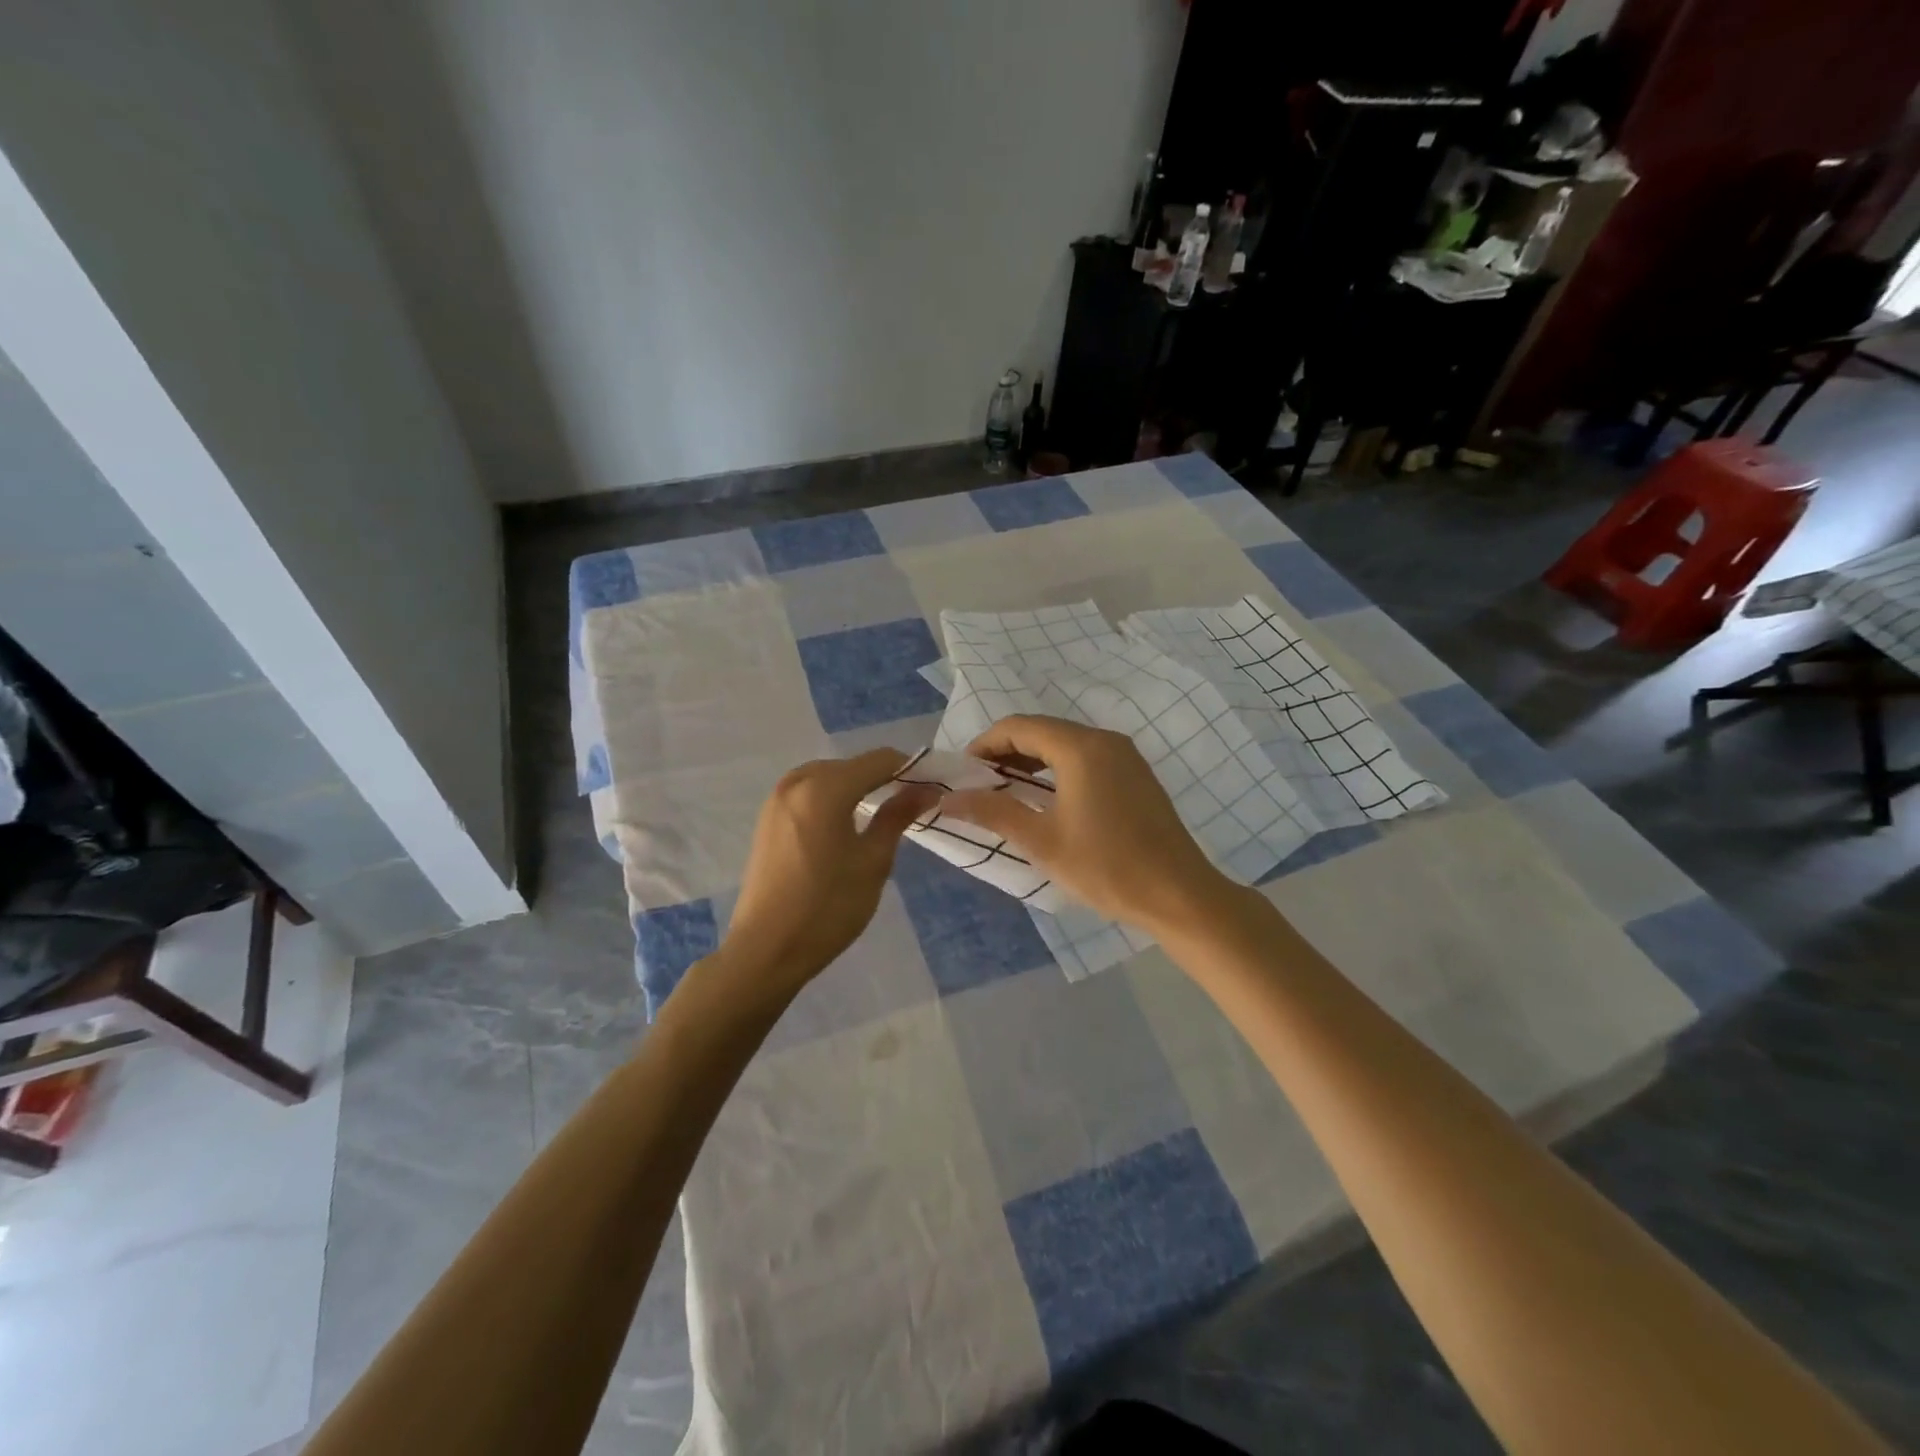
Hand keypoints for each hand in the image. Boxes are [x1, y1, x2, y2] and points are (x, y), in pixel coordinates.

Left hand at [720, 749, 935, 994]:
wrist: (766, 949)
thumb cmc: (828, 907)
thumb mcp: (873, 861)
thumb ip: (898, 816)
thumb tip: (926, 789)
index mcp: (825, 787)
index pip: (879, 760)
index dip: (911, 769)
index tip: (934, 787)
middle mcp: (797, 782)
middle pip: (852, 765)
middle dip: (884, 778)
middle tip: (912, 803)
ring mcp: (777, 799)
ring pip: (828, 777)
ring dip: (857, 787)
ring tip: (883, 813)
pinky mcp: (767, 818)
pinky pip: (809, 793)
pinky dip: (833, 798)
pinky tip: (846, 824)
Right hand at [941, 715, 1238, 935]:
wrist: (1179, 894)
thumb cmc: (1106, 867)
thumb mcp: (1041, 841)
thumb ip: (992, 812)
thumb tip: (947, 799)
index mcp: (1080, 748)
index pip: (1018, 727)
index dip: (984, 745)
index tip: (962, 773)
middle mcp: (1104, 739)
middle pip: (1042, 730)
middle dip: (1006, 752)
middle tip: (979, 785)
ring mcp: (1125, 755)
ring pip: (1065, 744)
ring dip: (1032, 761)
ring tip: (1007, 793)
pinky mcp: (1136, 774)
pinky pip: (1087, 757)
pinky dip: (1058, 769)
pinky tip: (1048, 800)